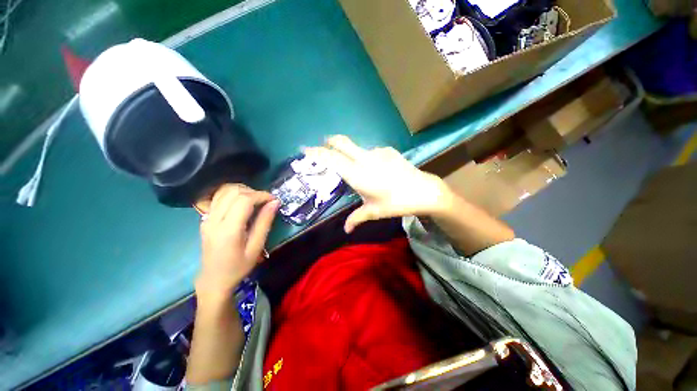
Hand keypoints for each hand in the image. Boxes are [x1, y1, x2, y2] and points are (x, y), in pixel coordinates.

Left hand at [196, 184, 279, 300]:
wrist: (213, 279)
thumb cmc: (238, 266)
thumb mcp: (256, 247)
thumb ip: (265, 222)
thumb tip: (275, 203)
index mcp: (228, 229)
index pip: (244, 200)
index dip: (261, 195)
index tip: (274, 199)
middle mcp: (214, 219)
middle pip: (233, 191)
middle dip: (253, 191)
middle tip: (266, 201)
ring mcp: (206, 217)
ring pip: (224, 191)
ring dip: (243, 190)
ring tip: (255, 200)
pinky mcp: (205, 217)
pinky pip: (218, 197)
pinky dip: (233, 194)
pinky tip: (242, 202)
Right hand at [304, 135, 451, 232]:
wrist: (424, 191)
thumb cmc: (396, 202)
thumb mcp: (374, 211)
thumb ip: (356, 218)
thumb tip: (345, 230)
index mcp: (358, 174)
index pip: (332, 159)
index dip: (316, 152)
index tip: (305, 149)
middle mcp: (365, 159)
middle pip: (342, 142)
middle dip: (329, 141)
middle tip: (324, 146)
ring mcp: (377, 152)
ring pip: (357, 148)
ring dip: (350, 153)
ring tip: (357, 168)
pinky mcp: (388, 150)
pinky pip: (371, 152)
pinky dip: (367, 157)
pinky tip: (376, 169)